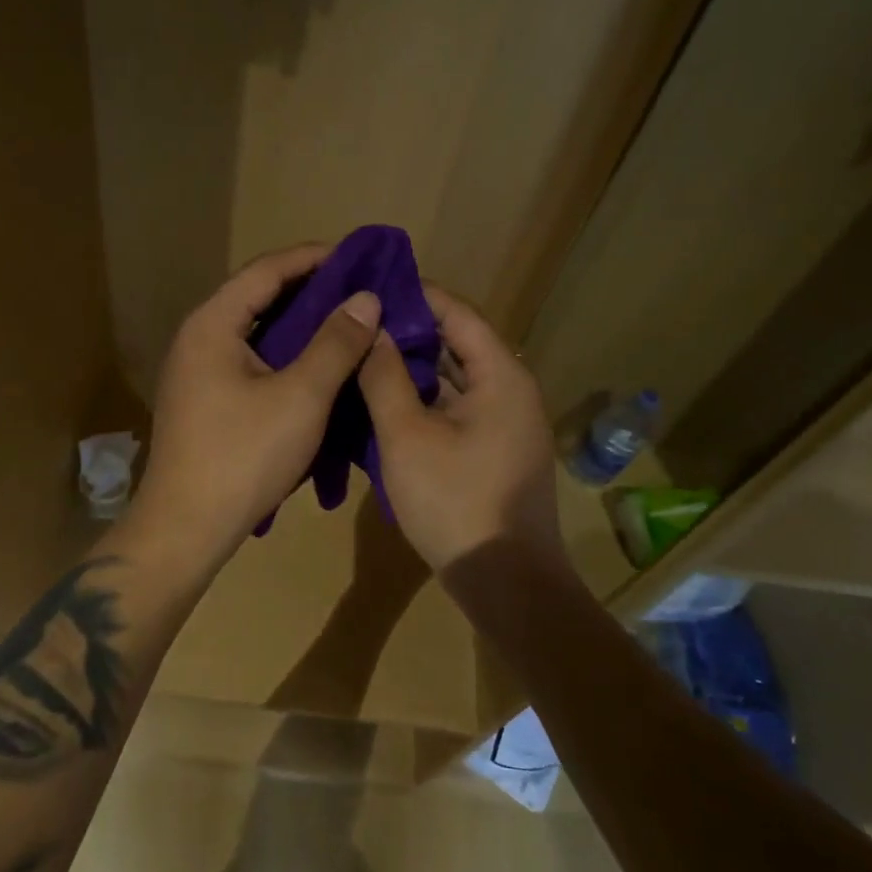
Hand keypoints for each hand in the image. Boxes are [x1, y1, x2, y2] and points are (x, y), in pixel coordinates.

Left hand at [129, 244, 382, 570]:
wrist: (185, 528)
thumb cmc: (244, 456)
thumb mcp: (301, 396)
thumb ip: (335, 343)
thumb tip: (366, 298)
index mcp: (212, 324)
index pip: (266, 270)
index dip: (313, 257)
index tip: (358, 258)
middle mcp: (197, 337)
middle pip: (257, 296)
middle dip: (309, 289)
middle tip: (359, 291)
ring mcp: (196, 370)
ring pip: (254, 331)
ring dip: (298, 323)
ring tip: (345, 322)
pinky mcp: (203, 399)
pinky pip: (248, 358)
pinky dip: (283, 353)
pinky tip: (314, 365)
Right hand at [358, 284, 560, 574]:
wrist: (507, 583)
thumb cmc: (455, 502)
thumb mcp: (406, 436)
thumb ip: (385, 378)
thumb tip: (371, 330)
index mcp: (501, 376)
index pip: (458, 313)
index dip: (417, 295)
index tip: (373, 288)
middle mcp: (512, 391)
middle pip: (459, 344)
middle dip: (410, 332)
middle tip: (360, 323)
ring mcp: (507, 424)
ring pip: (456, 380)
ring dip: (415, 368)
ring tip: (365, 356)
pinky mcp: (496, 452)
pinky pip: (458, 409)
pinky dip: (426, 400)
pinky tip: (387, 403)